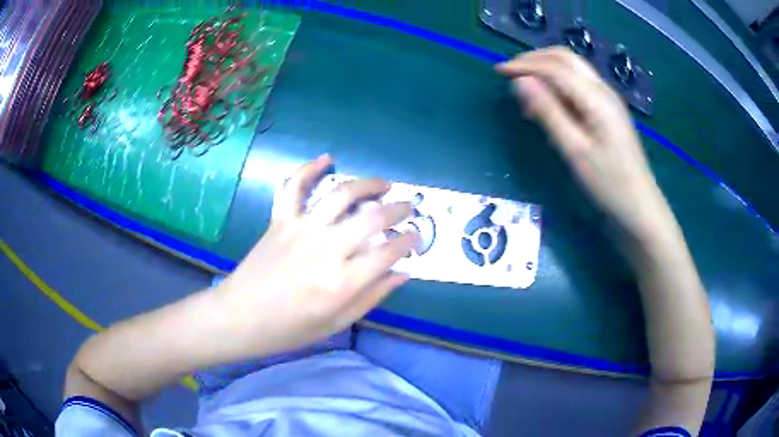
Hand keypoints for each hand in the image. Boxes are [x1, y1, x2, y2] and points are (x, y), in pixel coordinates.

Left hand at [216, 155, 417, 357]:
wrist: (240, 316)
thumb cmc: (289, 328)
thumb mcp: (336, 323)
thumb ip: (372, 296)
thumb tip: (402, 273)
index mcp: (341, 282)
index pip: (388, 252)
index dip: (409, 242)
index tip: (416, 238)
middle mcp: (325, 249)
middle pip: (372, 217)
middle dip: (398, 209)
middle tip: (408, 208)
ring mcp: (301, 229)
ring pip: (341, 194)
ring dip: (368, 184)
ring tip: (384, 185)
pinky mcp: (280, 220)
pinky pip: (294, 186)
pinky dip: (309, 169)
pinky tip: (327, 159)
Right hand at [496, 47, 673, 239]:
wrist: (640, 206)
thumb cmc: (608, 183)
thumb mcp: (574, 150)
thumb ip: (548, 112)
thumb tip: (521, 82)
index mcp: (596, 97)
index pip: (555, 67)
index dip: (525, 65)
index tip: (499, 72)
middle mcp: (603, 90)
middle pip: (566, 58)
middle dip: (535, 59)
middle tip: (511, 71)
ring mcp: (609, 99)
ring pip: (574, 68)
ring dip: (547, 69)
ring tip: (527, 88)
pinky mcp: (609, 111)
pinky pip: (580, 84)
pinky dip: (559, 83)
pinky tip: (550, 102)